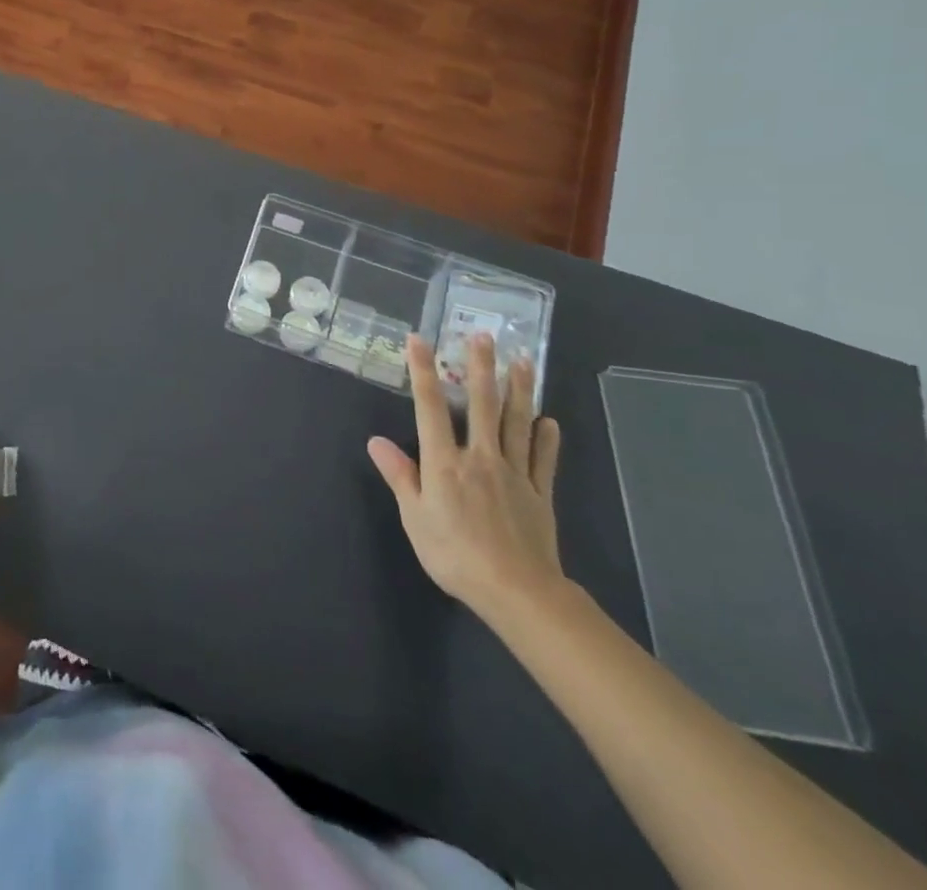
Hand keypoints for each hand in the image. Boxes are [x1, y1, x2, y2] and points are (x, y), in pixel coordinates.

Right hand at [367, 333, 563, 626]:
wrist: (517, 592)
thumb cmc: (455, 555)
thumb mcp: (416, 518)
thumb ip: (400, 476)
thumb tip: (376, 441)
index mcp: (445, 462)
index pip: (429, 407)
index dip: (423, 371)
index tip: (420, 339)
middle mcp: (480, 457)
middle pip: (480, 404)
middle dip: (480, 366)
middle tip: (485, 335)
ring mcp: (514, 472)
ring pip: (516, 422)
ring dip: (519, 389)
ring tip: (523, 360)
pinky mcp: (538, 492)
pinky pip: (543, 459)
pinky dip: (546, 438)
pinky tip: (549, 421)